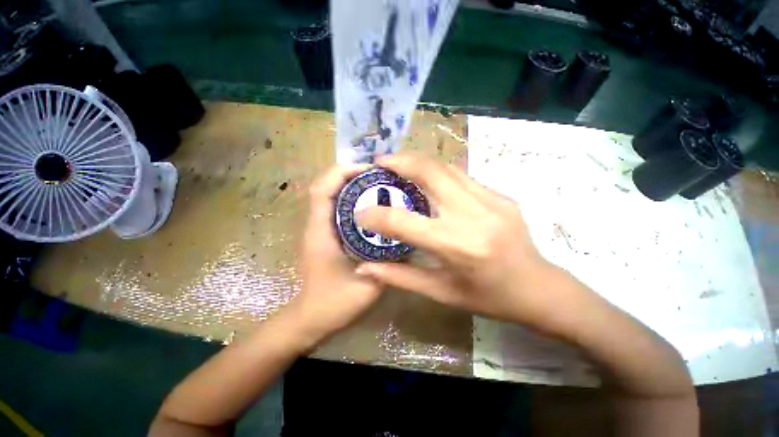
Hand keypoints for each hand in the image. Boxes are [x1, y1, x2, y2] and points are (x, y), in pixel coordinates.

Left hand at [285, 164, 382, 345]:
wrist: (310, 320)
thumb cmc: (332, 304)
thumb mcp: (367, 286)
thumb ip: (388, 264)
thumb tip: (408, 241)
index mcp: (320, 231)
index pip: (322, 189)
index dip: (343, 172)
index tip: (370, 170)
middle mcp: (317, 224)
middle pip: (327, 186)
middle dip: (352, 175)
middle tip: (380, 176)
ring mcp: (320, 229)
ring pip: (332, 195)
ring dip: (352, 186)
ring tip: (379, 186)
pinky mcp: (326, 235)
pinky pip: (337, 209)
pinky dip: (352, 200)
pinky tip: (373, 207)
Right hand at [355, 155, 568, 334]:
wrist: (539, 288)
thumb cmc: (488, 298)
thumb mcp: (441, 292)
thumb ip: (399, 277)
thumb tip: (363, 268)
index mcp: (457, 246)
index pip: (404, 222)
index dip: (376, 215)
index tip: (361, 211)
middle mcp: (473, 216)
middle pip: (429, 173)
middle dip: (399, 162)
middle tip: (379, 163)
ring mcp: (491, 200)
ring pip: (446, 168)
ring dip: (418, 162)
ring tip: (398, 166)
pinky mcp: (501, 195)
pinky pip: (461, 176)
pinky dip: (438, 172)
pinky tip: (428, 179)